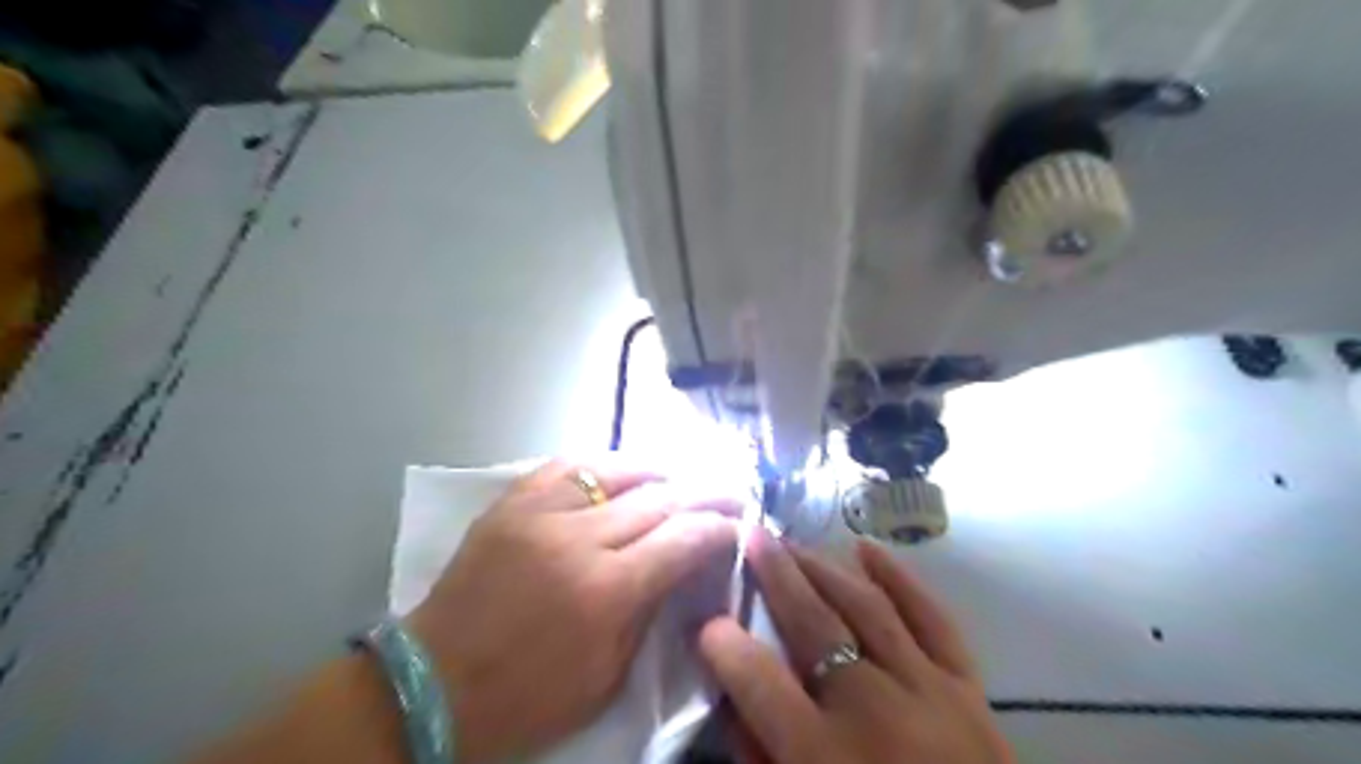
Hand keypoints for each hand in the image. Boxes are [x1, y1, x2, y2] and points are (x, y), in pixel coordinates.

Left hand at [409, 455, 738, 761]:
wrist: (434, 683)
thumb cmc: (528, 696)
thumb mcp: (607, 675)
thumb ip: (650, 610)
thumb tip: (684, 565)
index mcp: (607, 591)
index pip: (683, 539)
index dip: (719, 528)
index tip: (738, 525)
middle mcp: (578, 539)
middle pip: (660, 498)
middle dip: (704, 493)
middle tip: (729, 493)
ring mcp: (540, 513)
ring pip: (618, 470)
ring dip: (660, 472)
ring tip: (682, 479)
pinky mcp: (512, 502)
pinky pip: (568, 466)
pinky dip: (604, 466)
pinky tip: (623, 471)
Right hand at [702, 533, 1008, 762]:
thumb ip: (761, 761)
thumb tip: (731, 703)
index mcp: (824, 756)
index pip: (759, 680)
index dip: (725, 645)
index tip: (707, 622)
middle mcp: (873, 711)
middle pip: (813, 624)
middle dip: (775, 575)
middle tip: (749, 536)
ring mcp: (928, 690)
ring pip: (865, 608)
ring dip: (823, 568)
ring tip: (791, 542)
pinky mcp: (968, 687)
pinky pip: (933, 619)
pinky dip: (901, 579)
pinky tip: (868, 549)